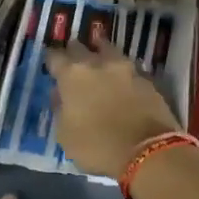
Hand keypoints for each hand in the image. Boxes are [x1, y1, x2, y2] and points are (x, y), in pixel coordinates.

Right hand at [45, 32, 183, 178]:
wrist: (148, 151)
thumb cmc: (97, 146)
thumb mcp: (65, 135)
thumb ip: (60, 109)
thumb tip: (61, 95)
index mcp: (72, 75)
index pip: (54, 56)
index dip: (51, 60)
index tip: (50, 65)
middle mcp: (97, 63)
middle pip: (81, 48)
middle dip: (74, 53)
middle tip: (73, 63)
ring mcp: (125, 68)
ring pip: (108, 51)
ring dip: (101, 55)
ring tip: (100, 65)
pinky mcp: (147, 78)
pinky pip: (128, 69)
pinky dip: (122, 73)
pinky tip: (121, 83)